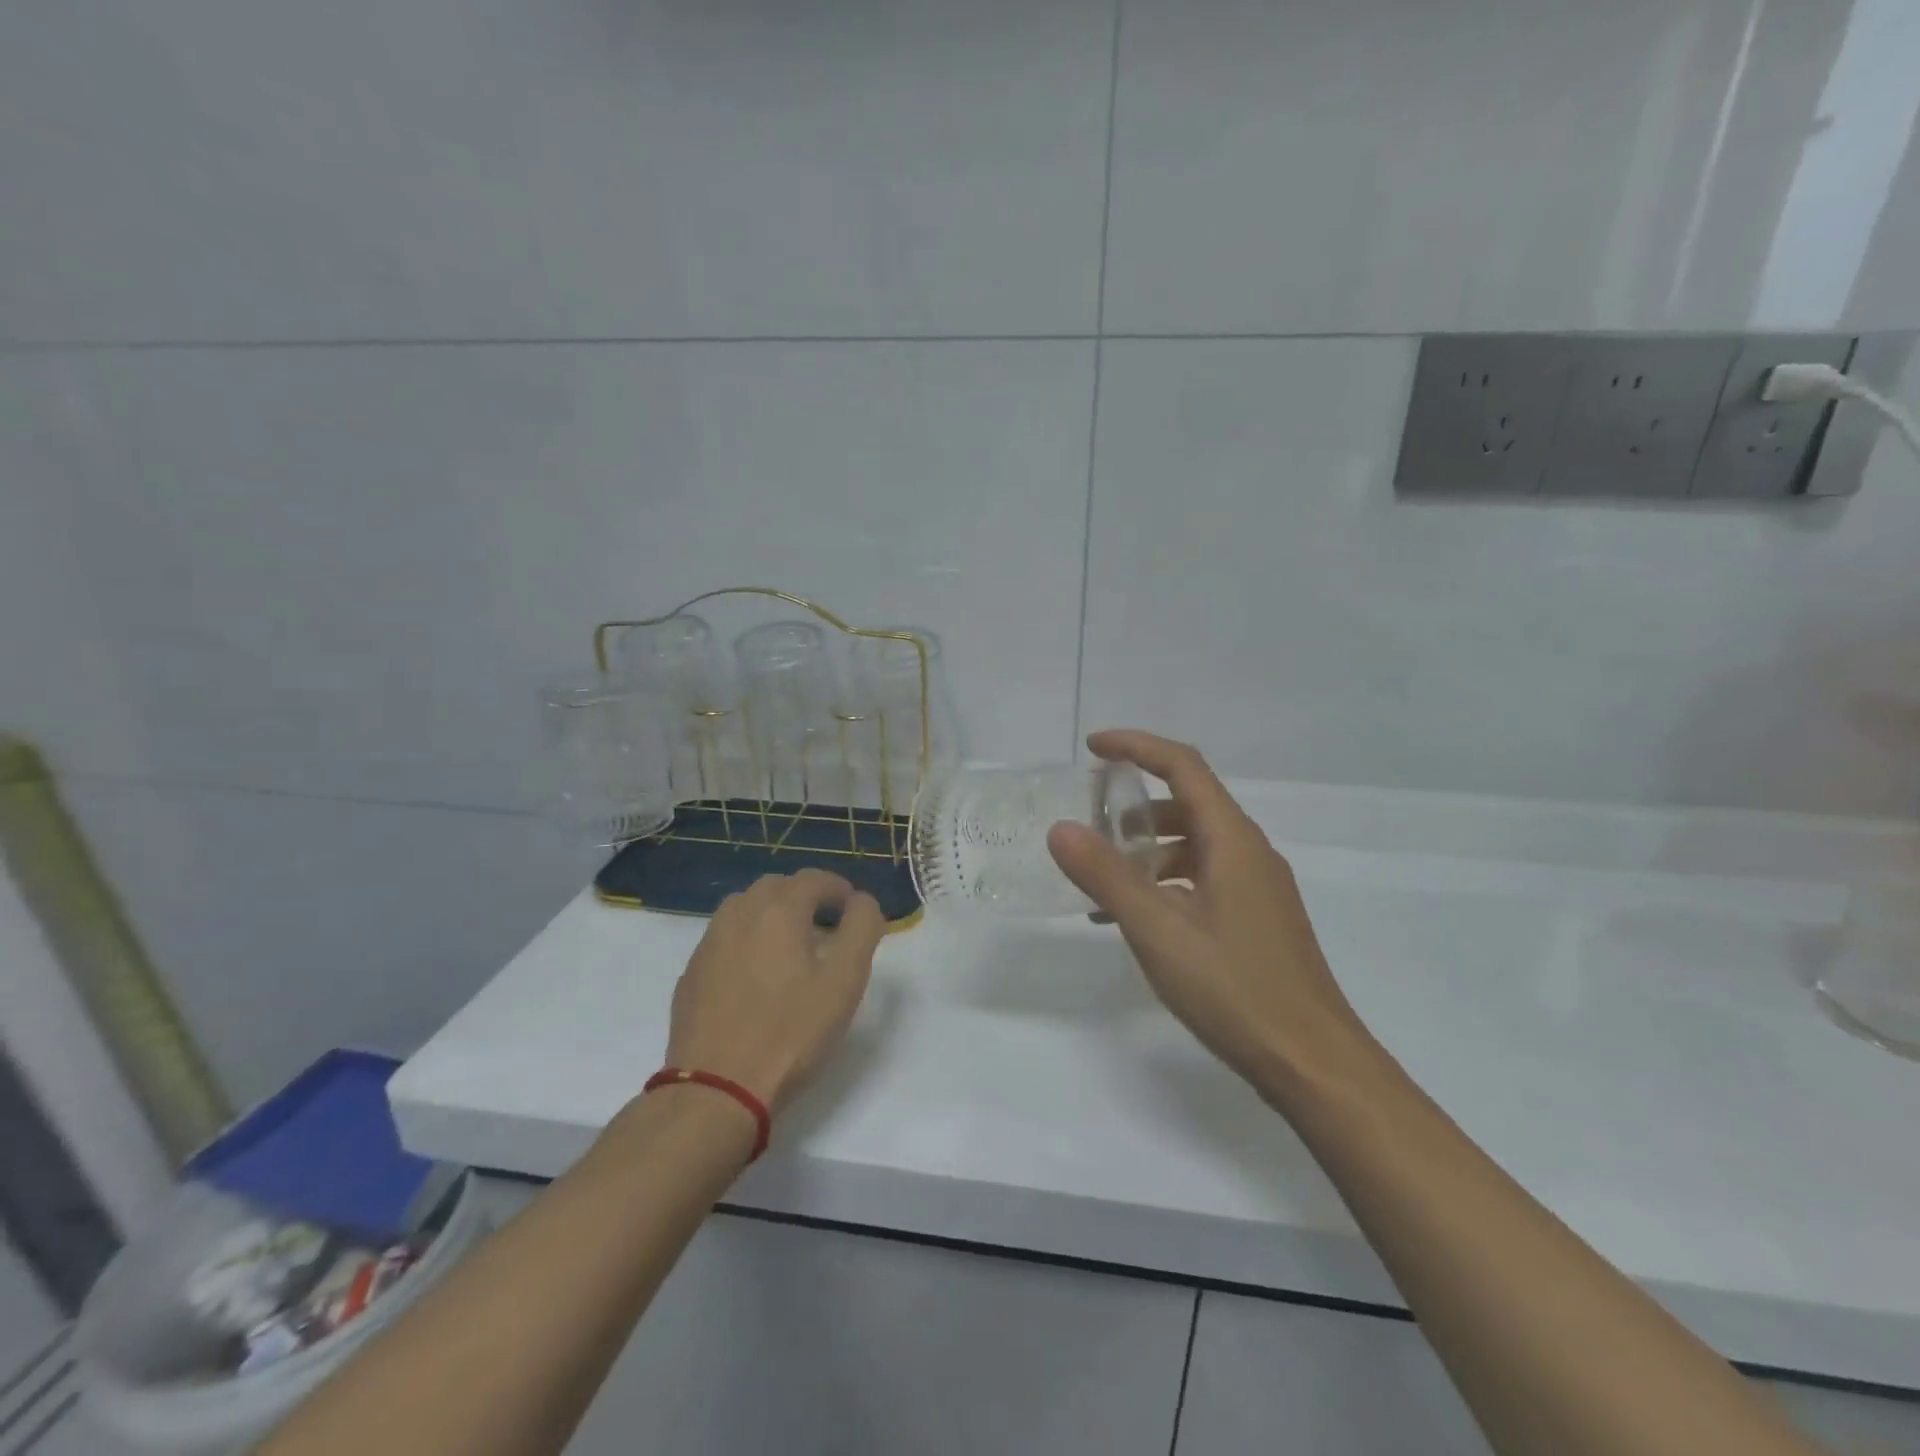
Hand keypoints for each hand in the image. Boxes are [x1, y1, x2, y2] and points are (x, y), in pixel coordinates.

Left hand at [664, 869, 885, 1113]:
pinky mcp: (692, 973)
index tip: (854, 910)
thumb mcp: (845, 981)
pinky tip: (757, 976)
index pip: (813, 879)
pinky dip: (747, 940)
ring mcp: (709, 943)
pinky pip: (724, 938)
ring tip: (791, 947)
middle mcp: (739, 914)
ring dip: (772, 914)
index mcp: (778, 910)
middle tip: (827, 927)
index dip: (839, 888)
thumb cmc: (791, 1033)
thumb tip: (862, 902)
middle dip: (805, 897)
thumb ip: (862, 929)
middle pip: (776, 887)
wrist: (717, 1090)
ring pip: (745, 908)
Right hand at [1048, 730, 1372, 1092]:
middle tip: (1088, 826)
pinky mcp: (1257, 918)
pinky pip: (1202, 879)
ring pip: (1193, 846)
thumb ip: (1106, 876)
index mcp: (1232, 839)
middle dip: (1133, 808)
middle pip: (1186, 804)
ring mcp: (1257, 887)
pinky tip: (1136, 921)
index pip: (1182, 766)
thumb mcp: (1158, 930)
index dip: (1136, 746)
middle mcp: (1249, 852)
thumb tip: (1061, 828)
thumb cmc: (1235, 989)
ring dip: (1146, 851)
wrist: (1314, 1063)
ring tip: (1101, 884)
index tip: (1092, 747)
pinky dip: (1164, 883)